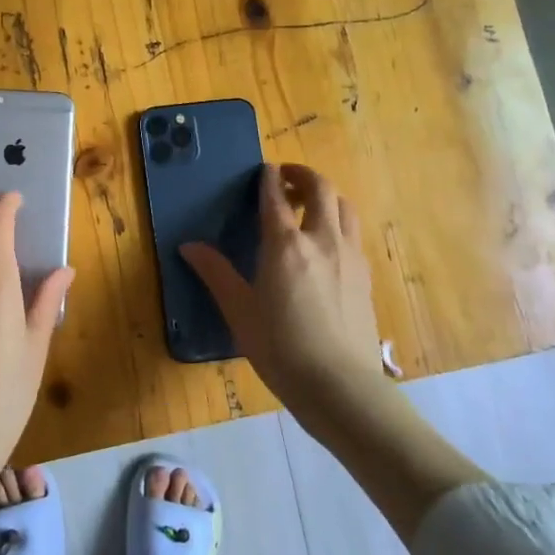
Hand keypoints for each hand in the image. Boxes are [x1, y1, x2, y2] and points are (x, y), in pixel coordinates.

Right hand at [181, 163, 390, 427]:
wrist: (339, 385)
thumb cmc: (280, 347)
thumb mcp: (239, 311)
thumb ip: (216, 273)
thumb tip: (189, 246)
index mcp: (285, 244)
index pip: (276, 196)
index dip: (268, 178)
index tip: (264, 169)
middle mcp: (322, 239)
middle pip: (321, 189)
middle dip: (303, 175)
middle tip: (287, 179)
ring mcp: (349, 256)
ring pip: (345, 207)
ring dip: (327, 196)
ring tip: (310, 206)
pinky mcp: (365, 276)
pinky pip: (353, 234)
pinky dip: (339, 223)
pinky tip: (328, 245)